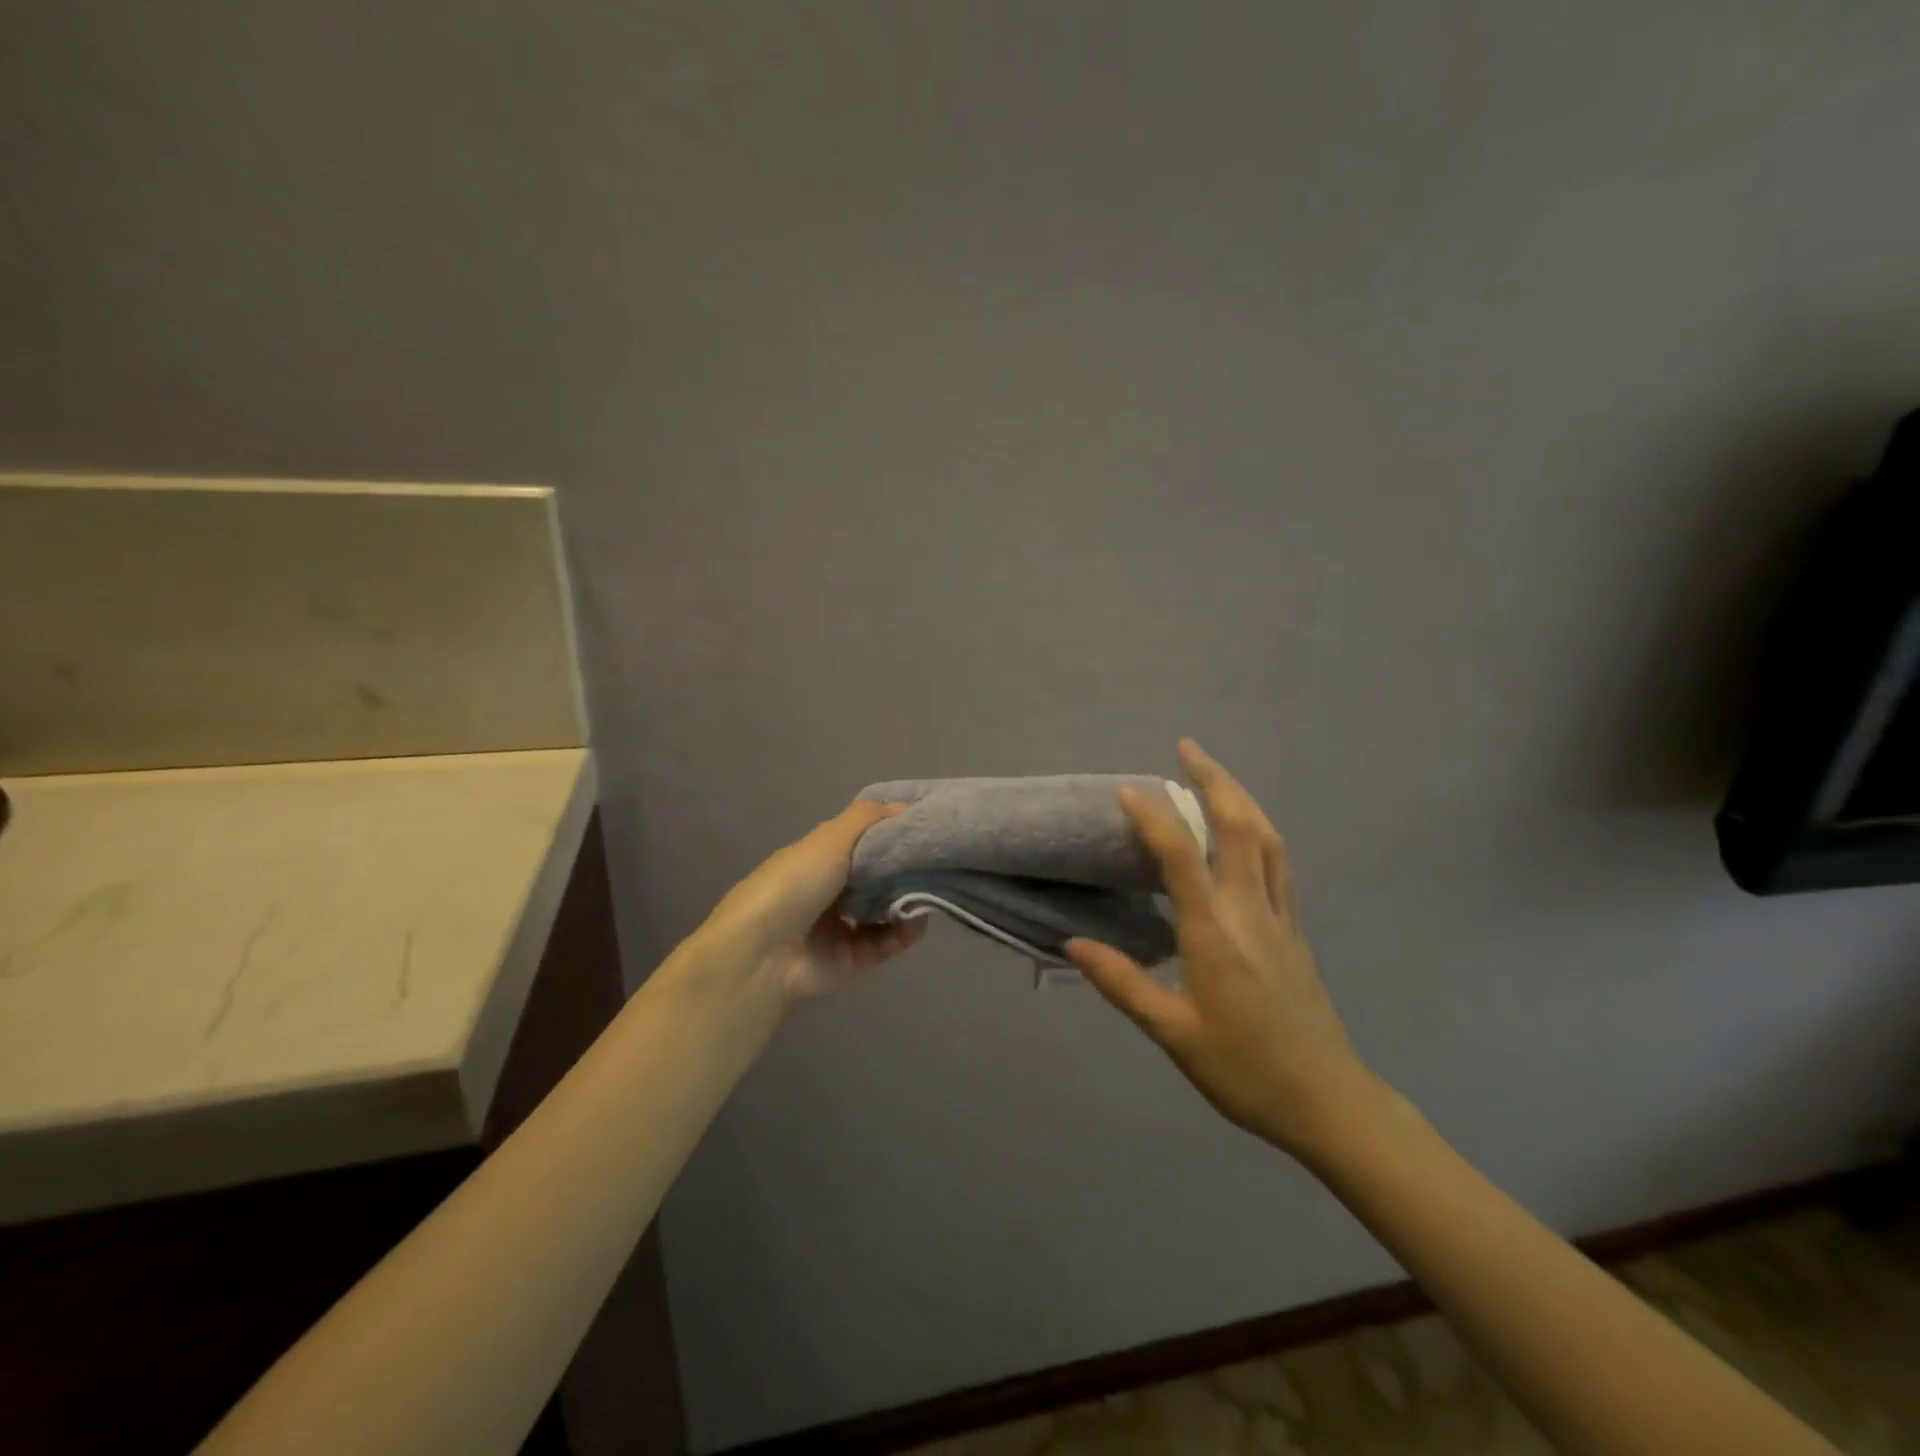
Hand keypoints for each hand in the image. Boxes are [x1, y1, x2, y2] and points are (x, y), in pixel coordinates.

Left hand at [693, 799, 926, 1006]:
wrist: (761, 956)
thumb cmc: (793, 885)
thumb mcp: (829, 838)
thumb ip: (867, 818)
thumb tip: (905, 806)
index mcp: (817, 858)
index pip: (860, 840)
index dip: (890, 831)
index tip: (926, 823)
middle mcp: (828, 890)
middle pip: (875, 875)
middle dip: (904, 866)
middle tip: (937, 855)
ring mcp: (839, 927)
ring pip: (884, 910)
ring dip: (908, 899)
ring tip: (936, 885)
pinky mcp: (851, 961)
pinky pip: (886, 943)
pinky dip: (905, 931)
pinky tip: (920, 917)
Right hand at [1066, 740, 1379, 1158]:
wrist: (1328, 1102)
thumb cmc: (1244, 1071)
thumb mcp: (1174, 1034)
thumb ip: (1124, 983)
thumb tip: (1074, 945)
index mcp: (1216, 934)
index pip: (1183, 858)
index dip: (1154, 818)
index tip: (1127, 788)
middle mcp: (1251, 912)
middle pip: (1240, 828)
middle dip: (1214, 781)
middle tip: (1187, 748)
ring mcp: (1281, 918)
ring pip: (1268, 839)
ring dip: (1242, 797)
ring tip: (1215, 774)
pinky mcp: (1295, 930)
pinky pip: (1280, 863)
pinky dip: (1260, 831)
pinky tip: (1247, 830)